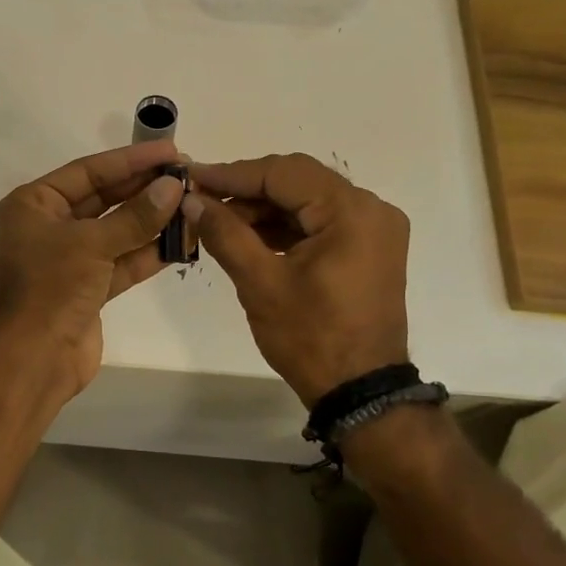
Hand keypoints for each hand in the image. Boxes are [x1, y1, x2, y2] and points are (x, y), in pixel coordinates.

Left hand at [0, 141, 187, 397]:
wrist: (33, 359)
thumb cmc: (50, 288)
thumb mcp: (92, 244)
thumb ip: (135, 216)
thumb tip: (174, 186)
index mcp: (35, 205)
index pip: (89, 171)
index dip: (130, 160)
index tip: (170, 151)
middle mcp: (50, 226)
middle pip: (104, 198)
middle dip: (145, 188)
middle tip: (188, 175)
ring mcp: (71, 259)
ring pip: (118, 231)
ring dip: (153, 220)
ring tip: (193, 204)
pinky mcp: (89, 288)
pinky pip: (123, 261)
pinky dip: (149, 252)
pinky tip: (182, 240)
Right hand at [190, 153, 410, 405]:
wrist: (360, 392)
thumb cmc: (311, 338)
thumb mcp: (260, 283)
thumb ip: (225, 233)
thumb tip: (192, 199)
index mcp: (352, 212)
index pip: (283, 173)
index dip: (233, 174)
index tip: (191, 177)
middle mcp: (371, 209)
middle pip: (298, 181)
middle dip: (247, 190)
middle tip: (201, 199)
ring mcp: (374, 229)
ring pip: (308, 201)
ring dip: (263, 209)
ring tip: (217, 221)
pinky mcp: (369, 249)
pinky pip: (320, 223)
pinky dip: (285, 227)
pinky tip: (248, 236)